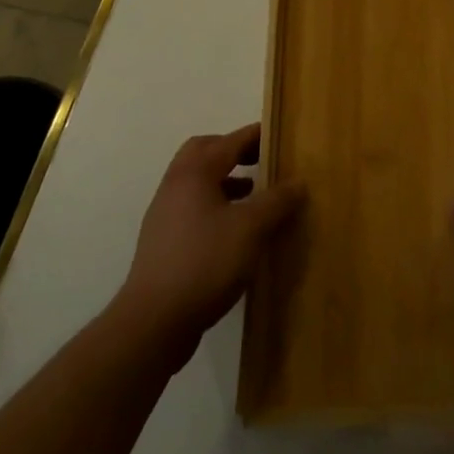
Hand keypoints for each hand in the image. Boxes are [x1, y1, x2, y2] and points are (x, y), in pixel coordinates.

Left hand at [115, 124, 299, 361]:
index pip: (229, 141)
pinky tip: (236, 230)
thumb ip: (276, 201)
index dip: (254, 135)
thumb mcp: (251, 229)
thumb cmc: (205, 262)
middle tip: (262, 160)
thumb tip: (298, 182)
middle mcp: (175, 185)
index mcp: (194, 173)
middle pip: (204, 153)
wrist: (155, 320)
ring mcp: (165, 214)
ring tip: (254, 195)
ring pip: (197, 182)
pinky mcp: (164, 242)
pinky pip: (193, 208)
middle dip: (233, 151)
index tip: (278, 133)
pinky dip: (216, 205)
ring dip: (225, 180)